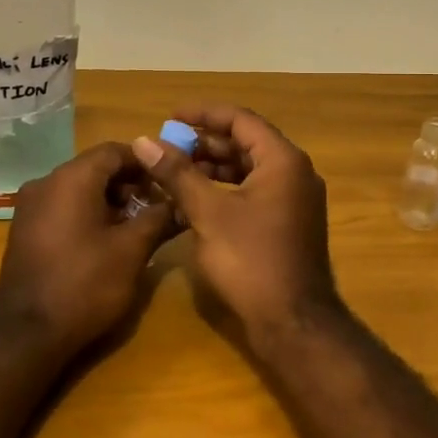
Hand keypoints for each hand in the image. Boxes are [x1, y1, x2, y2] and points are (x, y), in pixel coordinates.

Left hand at [0, 142, 173, 351]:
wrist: (25, 333)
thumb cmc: (84, 284)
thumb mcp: (131, 251)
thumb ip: (158, 219)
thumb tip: (182, 203)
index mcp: (72, 178)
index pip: (114, 151)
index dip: (146, 162)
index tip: (170, 180)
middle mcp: (46, 182)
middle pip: (95, 168)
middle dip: (129, 183)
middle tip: (158, 206)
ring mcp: (30, 206)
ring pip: (78, 188)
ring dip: (110, 200)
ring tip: (137, 226)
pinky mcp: (24, 229)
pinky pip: (62, 207)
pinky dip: (87, 213)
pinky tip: (106, 240)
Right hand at [131, 106, 337, 338]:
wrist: (293, 323)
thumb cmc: (250, 260)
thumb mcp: (208, 213)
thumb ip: (177, 173)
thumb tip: (143, 141)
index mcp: (282, 160)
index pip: (240, 120)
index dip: (203, 114)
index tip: (169, 117)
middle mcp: (295, 173)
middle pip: (246, 143)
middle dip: (205, 143)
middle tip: (168, 147)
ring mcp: (294, 199)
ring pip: (249, 168)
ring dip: (213, 167)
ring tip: (175, 171)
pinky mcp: (288, 222)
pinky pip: (254, 190)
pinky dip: (225, 188)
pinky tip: (196, 199)